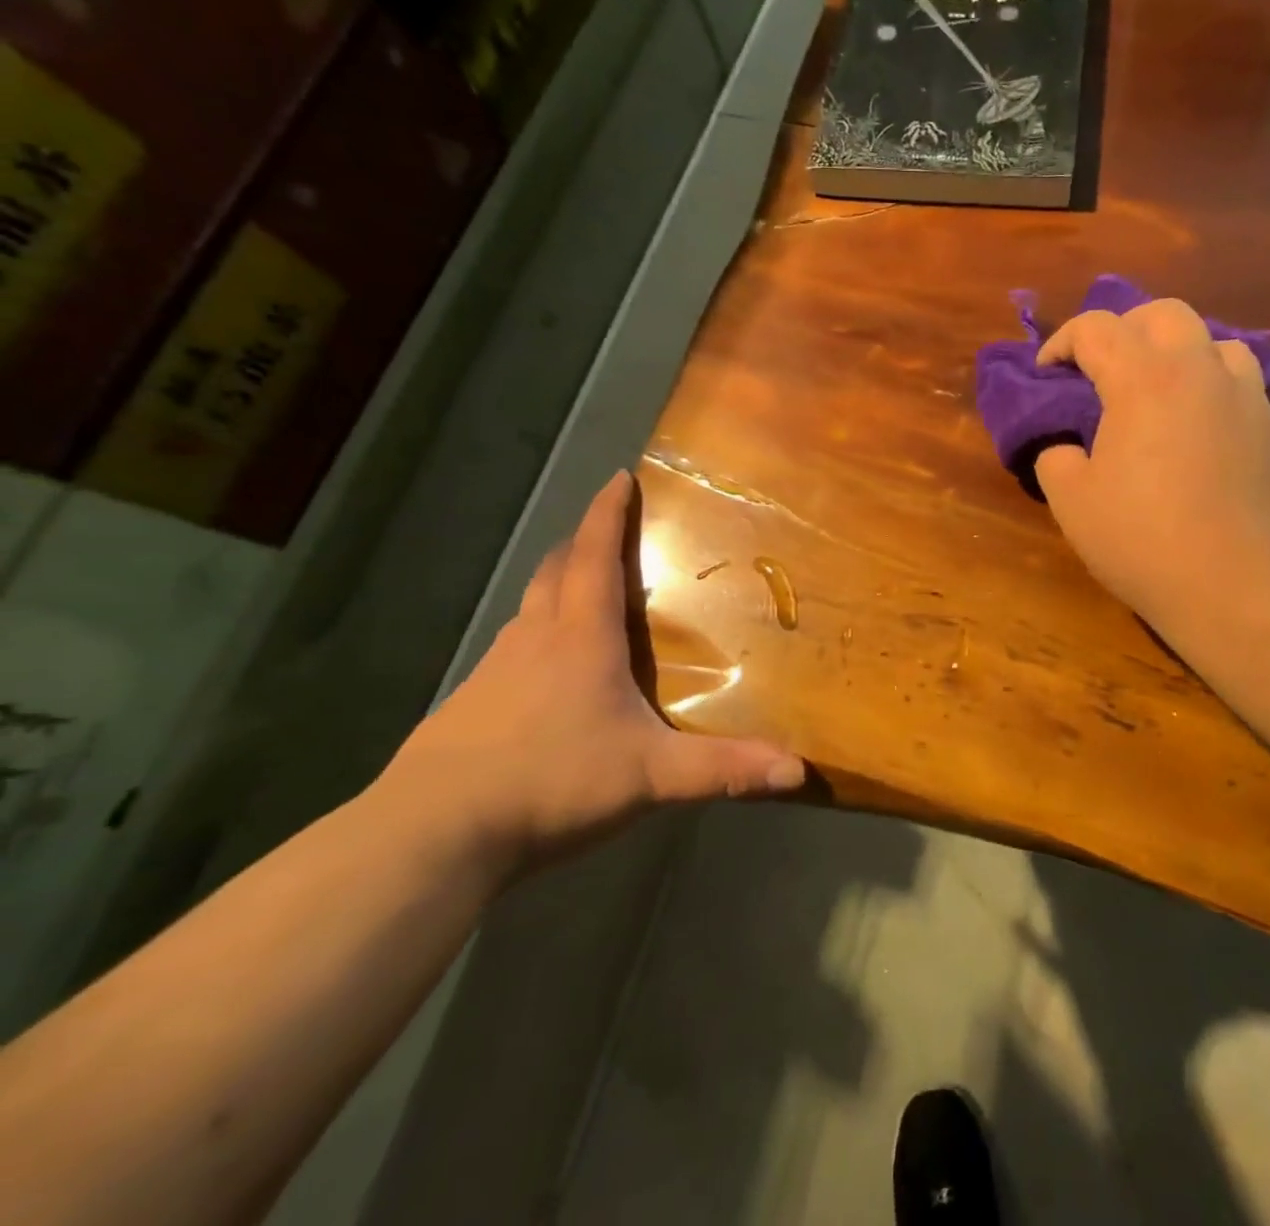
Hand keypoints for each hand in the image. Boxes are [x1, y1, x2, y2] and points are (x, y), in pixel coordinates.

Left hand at [380, 471, 804, 879]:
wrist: (433, 833)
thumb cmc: (551, 780)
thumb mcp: (650, 776)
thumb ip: (724, 770)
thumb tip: (798, 770)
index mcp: (581, 636)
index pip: (595, 555)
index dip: (608, 513)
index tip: (620, 476)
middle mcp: (535, 638)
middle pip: (557, 570)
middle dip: (584, 542)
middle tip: (612, 535)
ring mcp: (494, 669)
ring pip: (530, 607)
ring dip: (559, 586)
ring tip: (587, 596)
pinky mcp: (469, 703)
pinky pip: (512, 648)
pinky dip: (536, 635)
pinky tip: (548, 673)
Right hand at [1033, 299, 1269, 643]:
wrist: (1238, 586)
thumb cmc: (1143, 541)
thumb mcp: (1071, 503)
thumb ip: (1055, 458)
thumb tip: (1065, 446)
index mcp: (1143, 379)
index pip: (1096, 328)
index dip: (1061, 342)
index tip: (1046, 373)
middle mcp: (1197, 370)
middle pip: (1161, 313)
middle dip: (1121, 329)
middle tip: (1099, 370)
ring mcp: (1242, 395)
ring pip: (1208, 337)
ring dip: (1172, 349)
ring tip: (1151, 388)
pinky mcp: (1269, 425)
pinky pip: (1236, 376)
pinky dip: (1206, 379)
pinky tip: (1192, 420)